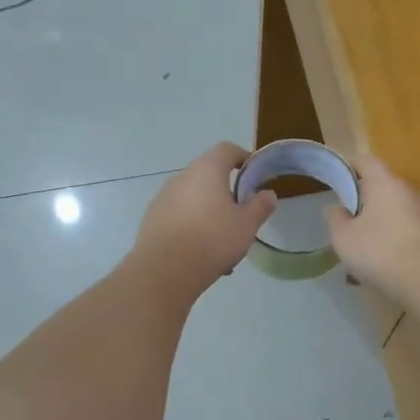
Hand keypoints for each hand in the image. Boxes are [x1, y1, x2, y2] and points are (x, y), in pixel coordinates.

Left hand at [131, 143, 275, 293]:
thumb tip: (267, 194)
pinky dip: (192, 227)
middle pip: (208, 176)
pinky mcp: (152, 218)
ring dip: (209, 214)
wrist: (164, 270)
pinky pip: (179, 216)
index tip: (253, 173)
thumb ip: (259, 207)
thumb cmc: (212, 240)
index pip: (226, 149)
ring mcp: (163, 197)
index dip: (242, 157)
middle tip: (240, 216)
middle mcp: (182, 177)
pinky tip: (201, 255)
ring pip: (194, 199)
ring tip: (222, 245)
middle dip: (226, 193)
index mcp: (207, 170)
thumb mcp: (246, 225)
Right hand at [324, 154, 419, 302]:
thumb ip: (335, 219)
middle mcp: (405, 191)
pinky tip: (377, 264)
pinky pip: (401, 231)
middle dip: (361, 202)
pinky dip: (388, 241)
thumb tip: (335, 208)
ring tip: (358, 248)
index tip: (335, 182)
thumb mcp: (343, 236)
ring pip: (390, 212)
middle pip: (379, 187)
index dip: (348, 168)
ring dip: (374, 224)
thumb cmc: (378, 249)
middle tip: (344, 221)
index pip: (365, 161)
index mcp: (383, 182)